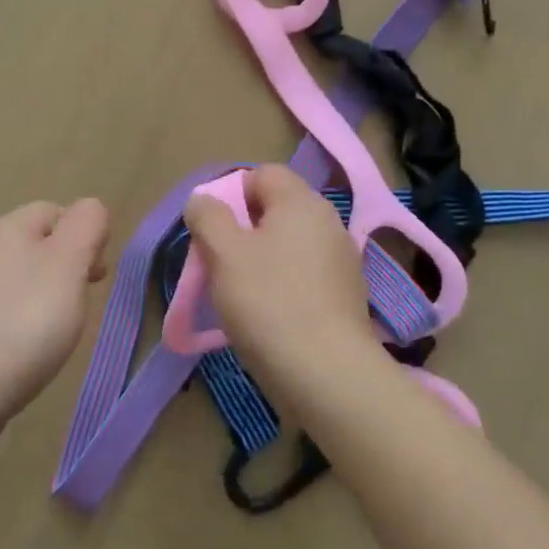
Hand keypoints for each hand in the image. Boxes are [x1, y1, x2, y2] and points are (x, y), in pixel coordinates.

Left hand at [0, 198, 109, 436]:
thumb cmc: (25, 318)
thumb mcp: (69, 262)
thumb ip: (86, 226)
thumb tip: (90, 209)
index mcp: (5, 227)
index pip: (54, 211)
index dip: (83, 235)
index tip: (97, 275)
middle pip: (35, 245)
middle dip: (65, 268)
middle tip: (82, 303)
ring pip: (18, 280)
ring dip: (43, 298)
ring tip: (58, 331)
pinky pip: (1, 312)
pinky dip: (20, 324)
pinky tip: (28, 350)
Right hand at [183, 165, 375, 372]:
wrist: (327, 374)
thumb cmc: (268, 302)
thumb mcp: (223, 252)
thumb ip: (207, 216)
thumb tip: (203, 200)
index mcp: (302, 202)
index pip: (262, 174)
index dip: (231, 194)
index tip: (213, 230)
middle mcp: (328, 222)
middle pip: (275, 210)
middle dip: (241, 231)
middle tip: (219, 263)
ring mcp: (341, 261)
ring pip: (287, 245)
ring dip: (259, 261)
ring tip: (238, 294)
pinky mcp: (345, 296)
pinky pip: (303, 275)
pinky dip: (281, 286)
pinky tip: (268, 316)